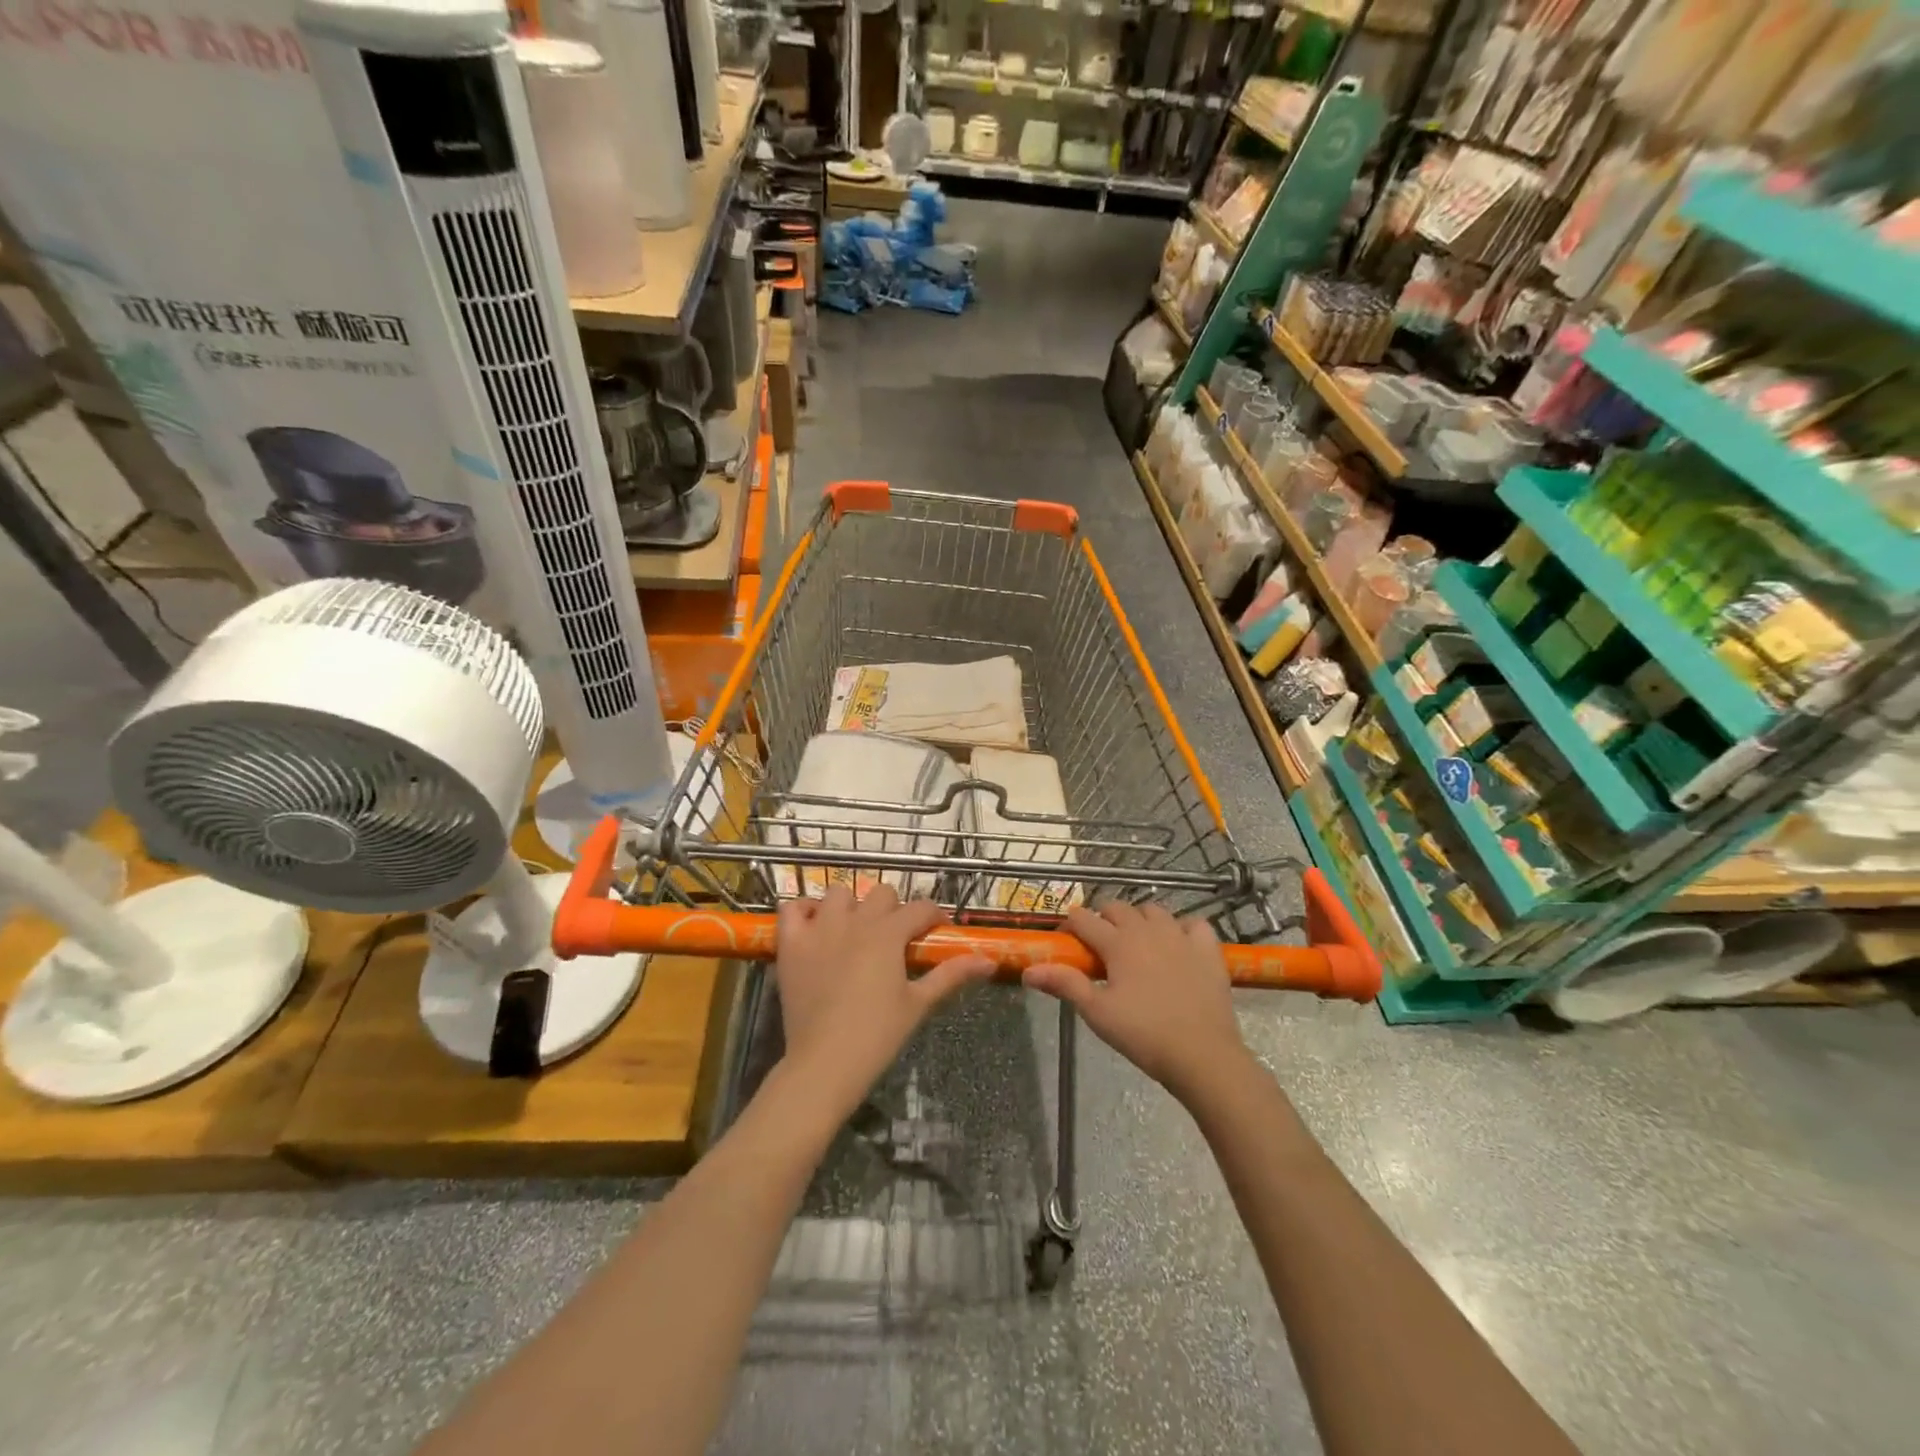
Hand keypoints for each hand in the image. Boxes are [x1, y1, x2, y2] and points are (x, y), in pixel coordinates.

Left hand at [774, 886, 994, 1116]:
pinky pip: (792, 908)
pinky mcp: (791, 944)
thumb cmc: (877, 1035)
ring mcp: (819, 929)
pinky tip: (815, 927)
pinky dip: (804, 912)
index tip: (936, 931)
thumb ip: (951, 975)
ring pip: (838, 894)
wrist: (824, 1063)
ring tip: (854, 931)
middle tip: (893, 938)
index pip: (920, 908)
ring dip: (850, 906)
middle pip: (881, 893)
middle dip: (892, 909)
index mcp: (888, 934)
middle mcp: (855, 921)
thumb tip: (989, 961)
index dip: (932, 917)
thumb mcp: (919, 1003)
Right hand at [1023, 902, 1252, 1104]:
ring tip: (1136, 941)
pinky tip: (1179, 944)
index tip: (1066, 940)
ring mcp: (1181, 935)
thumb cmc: (1143, 1034)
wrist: (1202, 1054)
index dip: (1070, 925)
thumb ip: (1064, 984)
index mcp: (1118, 942)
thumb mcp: (1097, 1012)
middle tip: (1099, 944)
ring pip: (1154, 910)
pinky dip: (1183, 928)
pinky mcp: (1208, 949)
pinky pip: (1194, 924)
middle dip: (1103, 917)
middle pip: (1117, 907)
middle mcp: (1147, 929)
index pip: (1084, 919)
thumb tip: (1028, 971)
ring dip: (1140, 918)